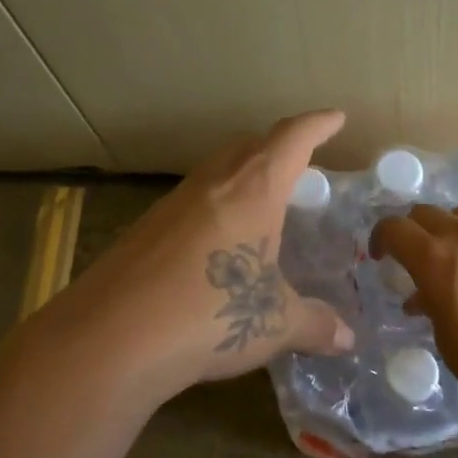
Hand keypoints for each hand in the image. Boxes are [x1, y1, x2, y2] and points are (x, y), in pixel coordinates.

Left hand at [53, 110, 355, 407]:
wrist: (109, 339)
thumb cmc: (209, 316)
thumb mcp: (274, 323)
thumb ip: (315, 324)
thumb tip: (347, 338)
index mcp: (253, 190)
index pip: (292, 139)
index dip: (318, 125)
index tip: (336, 118)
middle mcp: (212, 184)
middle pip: (249, 145)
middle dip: (277, 148)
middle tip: (300, 171)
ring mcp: (172, 204)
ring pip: (216, 171)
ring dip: (242, 178)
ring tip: (262, 210)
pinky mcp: (144, 229)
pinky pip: (191, 202)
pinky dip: (214, 210)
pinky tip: (219, 249)